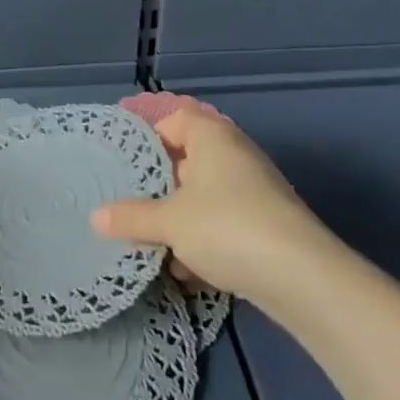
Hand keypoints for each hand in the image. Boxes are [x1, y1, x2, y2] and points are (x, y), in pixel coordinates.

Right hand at [91, 104, 336, 302]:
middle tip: (131, 204)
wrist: (303, 279)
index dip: (148, 138)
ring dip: (181, 219)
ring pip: (206, 196)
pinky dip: (206, 241)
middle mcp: (236, 154)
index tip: (125, 164)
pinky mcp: (269, 225)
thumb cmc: (227, 227)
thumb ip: (131, 216)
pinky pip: (226, 224)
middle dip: (161, 186)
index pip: (174, 120)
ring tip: (154, 243)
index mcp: (212, 136)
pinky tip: (188, 272)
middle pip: (188, 160)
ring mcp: (257, 190)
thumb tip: (95, 217)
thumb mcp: (169, 222)